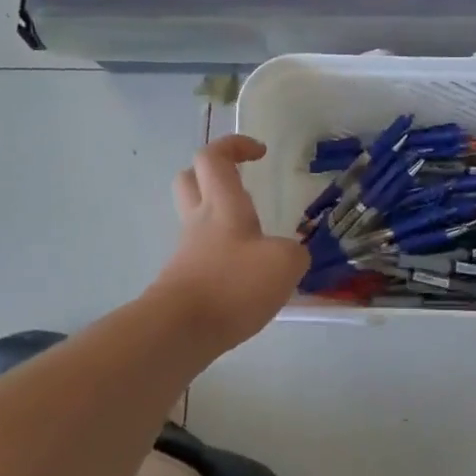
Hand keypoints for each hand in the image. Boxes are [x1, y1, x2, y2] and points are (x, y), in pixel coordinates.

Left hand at [152, 135, 306, 351]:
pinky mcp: (183, 280)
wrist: (180, 330)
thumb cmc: (233, 284)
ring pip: (196, 218)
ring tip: (254, 238)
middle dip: (213, 174)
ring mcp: (187, 251)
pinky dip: (222, 255)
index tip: (260, 153)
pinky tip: (246, 277)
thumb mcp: (285, 264)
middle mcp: (199, 221)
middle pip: (190, 179)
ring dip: (220, 218)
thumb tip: (291, 255)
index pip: (214, 156)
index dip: (235, 145)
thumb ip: (295, 252)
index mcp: (223, 204)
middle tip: (242, 184)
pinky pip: (202, 254)